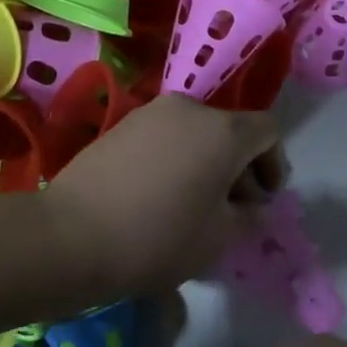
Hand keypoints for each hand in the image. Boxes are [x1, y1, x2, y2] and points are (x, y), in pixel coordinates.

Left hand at [42, 95, 284, 299]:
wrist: (71, 236)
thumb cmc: (159, 238)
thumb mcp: (220, 238)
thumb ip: (248, 215)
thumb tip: (250, 204)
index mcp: (223, 130)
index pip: (268, 131)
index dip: (275, 164)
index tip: (262, 201)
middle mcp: (190, 108)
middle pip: (230, 129)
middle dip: (239, 166)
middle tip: (231, 208)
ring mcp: (150, 113)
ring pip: (195, 133)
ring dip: (205, 162)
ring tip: (192, 204)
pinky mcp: (120, 126)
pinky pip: (164, 137)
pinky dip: (175, 159)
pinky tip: (159, 196)